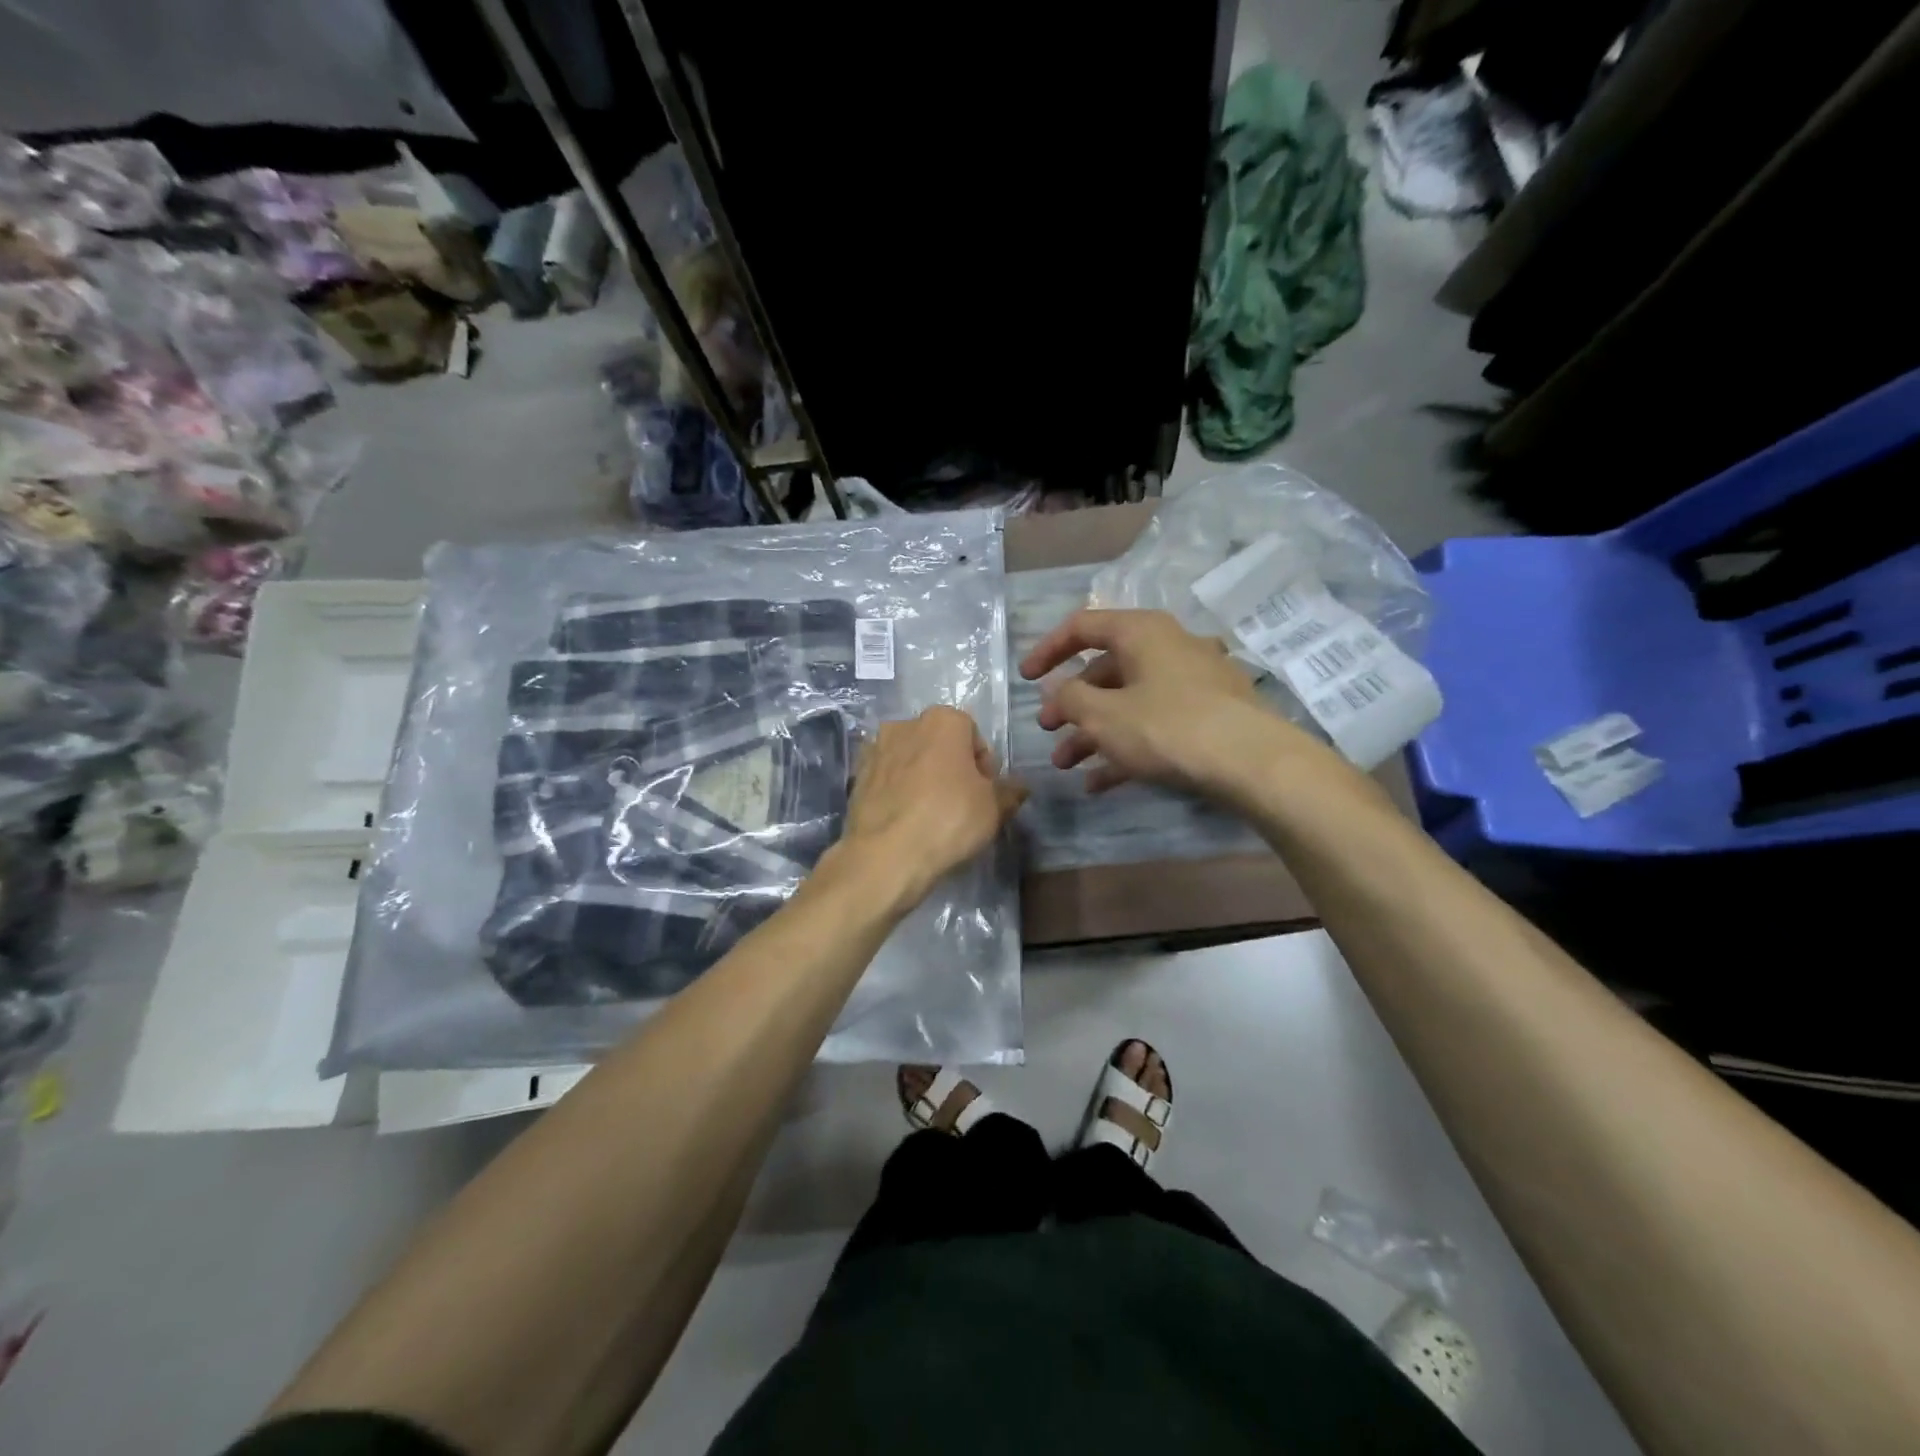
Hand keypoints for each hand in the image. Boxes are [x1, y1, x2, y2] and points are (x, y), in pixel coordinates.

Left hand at [830, 705, 1026, 908]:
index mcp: (943, 720)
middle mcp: (905, 724)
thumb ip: (1009, 791)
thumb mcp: (994, 809)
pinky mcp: (856, 775)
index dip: (983, 766)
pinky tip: (905, 819)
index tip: (984, 793)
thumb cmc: (949, 821)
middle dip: (951, 767)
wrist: (886, 855)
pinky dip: (897, 790)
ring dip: (922, 777)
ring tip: (930, 814)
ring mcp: (875, 748)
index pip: (973, 736)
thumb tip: (1019, 786)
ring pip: (911, 759)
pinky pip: (887, 777)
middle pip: (939, 743)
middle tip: (961, 803)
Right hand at [1021, 608, 1323, 798]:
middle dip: (1070, 703)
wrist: (1253, 763)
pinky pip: (1155, 724)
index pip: (1082, 627)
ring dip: (1093, 731)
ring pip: (1128, 701)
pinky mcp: (1209, 714)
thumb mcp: (1102, 715)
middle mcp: (1168, 647)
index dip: (1047, 651)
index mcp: (1141, 632)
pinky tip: (1101, 782)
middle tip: (1048, 729)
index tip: (1026, 679)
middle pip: (1105, 670)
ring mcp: (1192, 681)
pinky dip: (1126, 746)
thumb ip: (1069, 698)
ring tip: (1066, 764)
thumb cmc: (1167, 727)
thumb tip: (1057, 687)